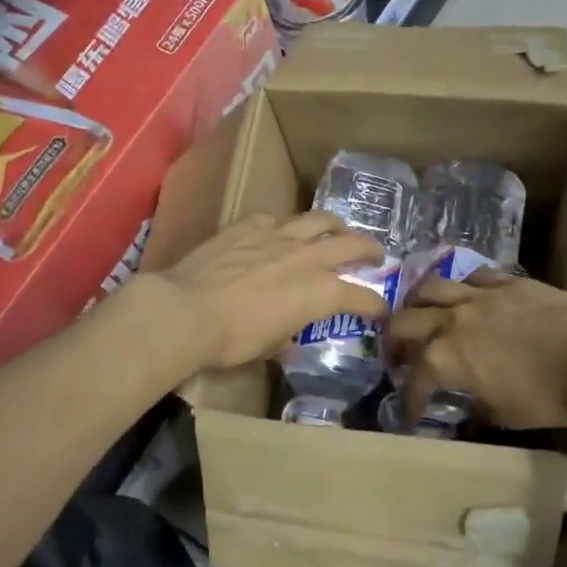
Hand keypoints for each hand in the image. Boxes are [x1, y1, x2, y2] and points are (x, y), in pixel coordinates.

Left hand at [138, 213, 389, 372]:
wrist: (186, 311)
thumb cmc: (231, 340)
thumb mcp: (267, 347)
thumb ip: (285, 336)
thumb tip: (288, 336)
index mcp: (318, 293)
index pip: (360, 296)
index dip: (374, 303)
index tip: (380, 308)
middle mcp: (306, 258)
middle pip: (350, 245)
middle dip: (369, 249)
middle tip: (376, 255)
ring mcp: (277, 236)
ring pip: (318, 220)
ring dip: (335, 225)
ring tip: (338, 229)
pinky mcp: (247, 226)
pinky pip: (275, 218)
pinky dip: (285, 225)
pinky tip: (280, 231)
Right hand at [385, 270, 566, 429]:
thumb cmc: (551, 396)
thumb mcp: (505, 415)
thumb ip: (476, 404)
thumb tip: (468, 400)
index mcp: (446, 358)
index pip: (414, 379)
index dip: (409, 399)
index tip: (411, 412)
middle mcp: (452, 320)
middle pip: (404, 321)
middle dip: (393, 342)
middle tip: (398, 357)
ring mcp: (479, 295)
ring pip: (430, 287)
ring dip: (417, 304)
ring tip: (421, 316)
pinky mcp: (507, 282)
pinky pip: (472, 277)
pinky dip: (460, 289)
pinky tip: (466, 299)